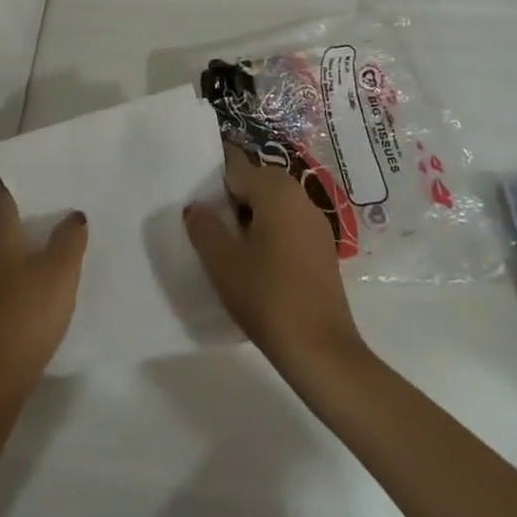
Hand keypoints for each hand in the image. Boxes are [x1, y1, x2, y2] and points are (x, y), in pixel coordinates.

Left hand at [0, 184, 87, 400]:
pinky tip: (41, 266)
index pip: (7, 185)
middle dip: (29, 202)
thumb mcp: (60, 272)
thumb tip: (74, 214)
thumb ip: (70, 237)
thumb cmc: (24, 315)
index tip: (55, 171)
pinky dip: (17, 256)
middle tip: (63, 197)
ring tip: (58, 229)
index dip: (30, 176)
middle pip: (1, 209)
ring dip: (24, 231)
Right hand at [185, 145, 366, 375]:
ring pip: (273, 203)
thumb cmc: (268, 298)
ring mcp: (315, 221)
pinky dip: (269, 231)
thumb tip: (196, 206)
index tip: (194, 195)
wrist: (322, 351)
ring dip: (250, 215)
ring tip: (227, 244)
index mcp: (275, 189)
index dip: (212, 178)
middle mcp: (299, 195)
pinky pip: (288, 223)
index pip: (236, 165)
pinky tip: (256, 261)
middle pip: (256, 181)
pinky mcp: (322, 247)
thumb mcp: (222, 262)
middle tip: (206, 223)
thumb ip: (204, 226)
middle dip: (231, 196)